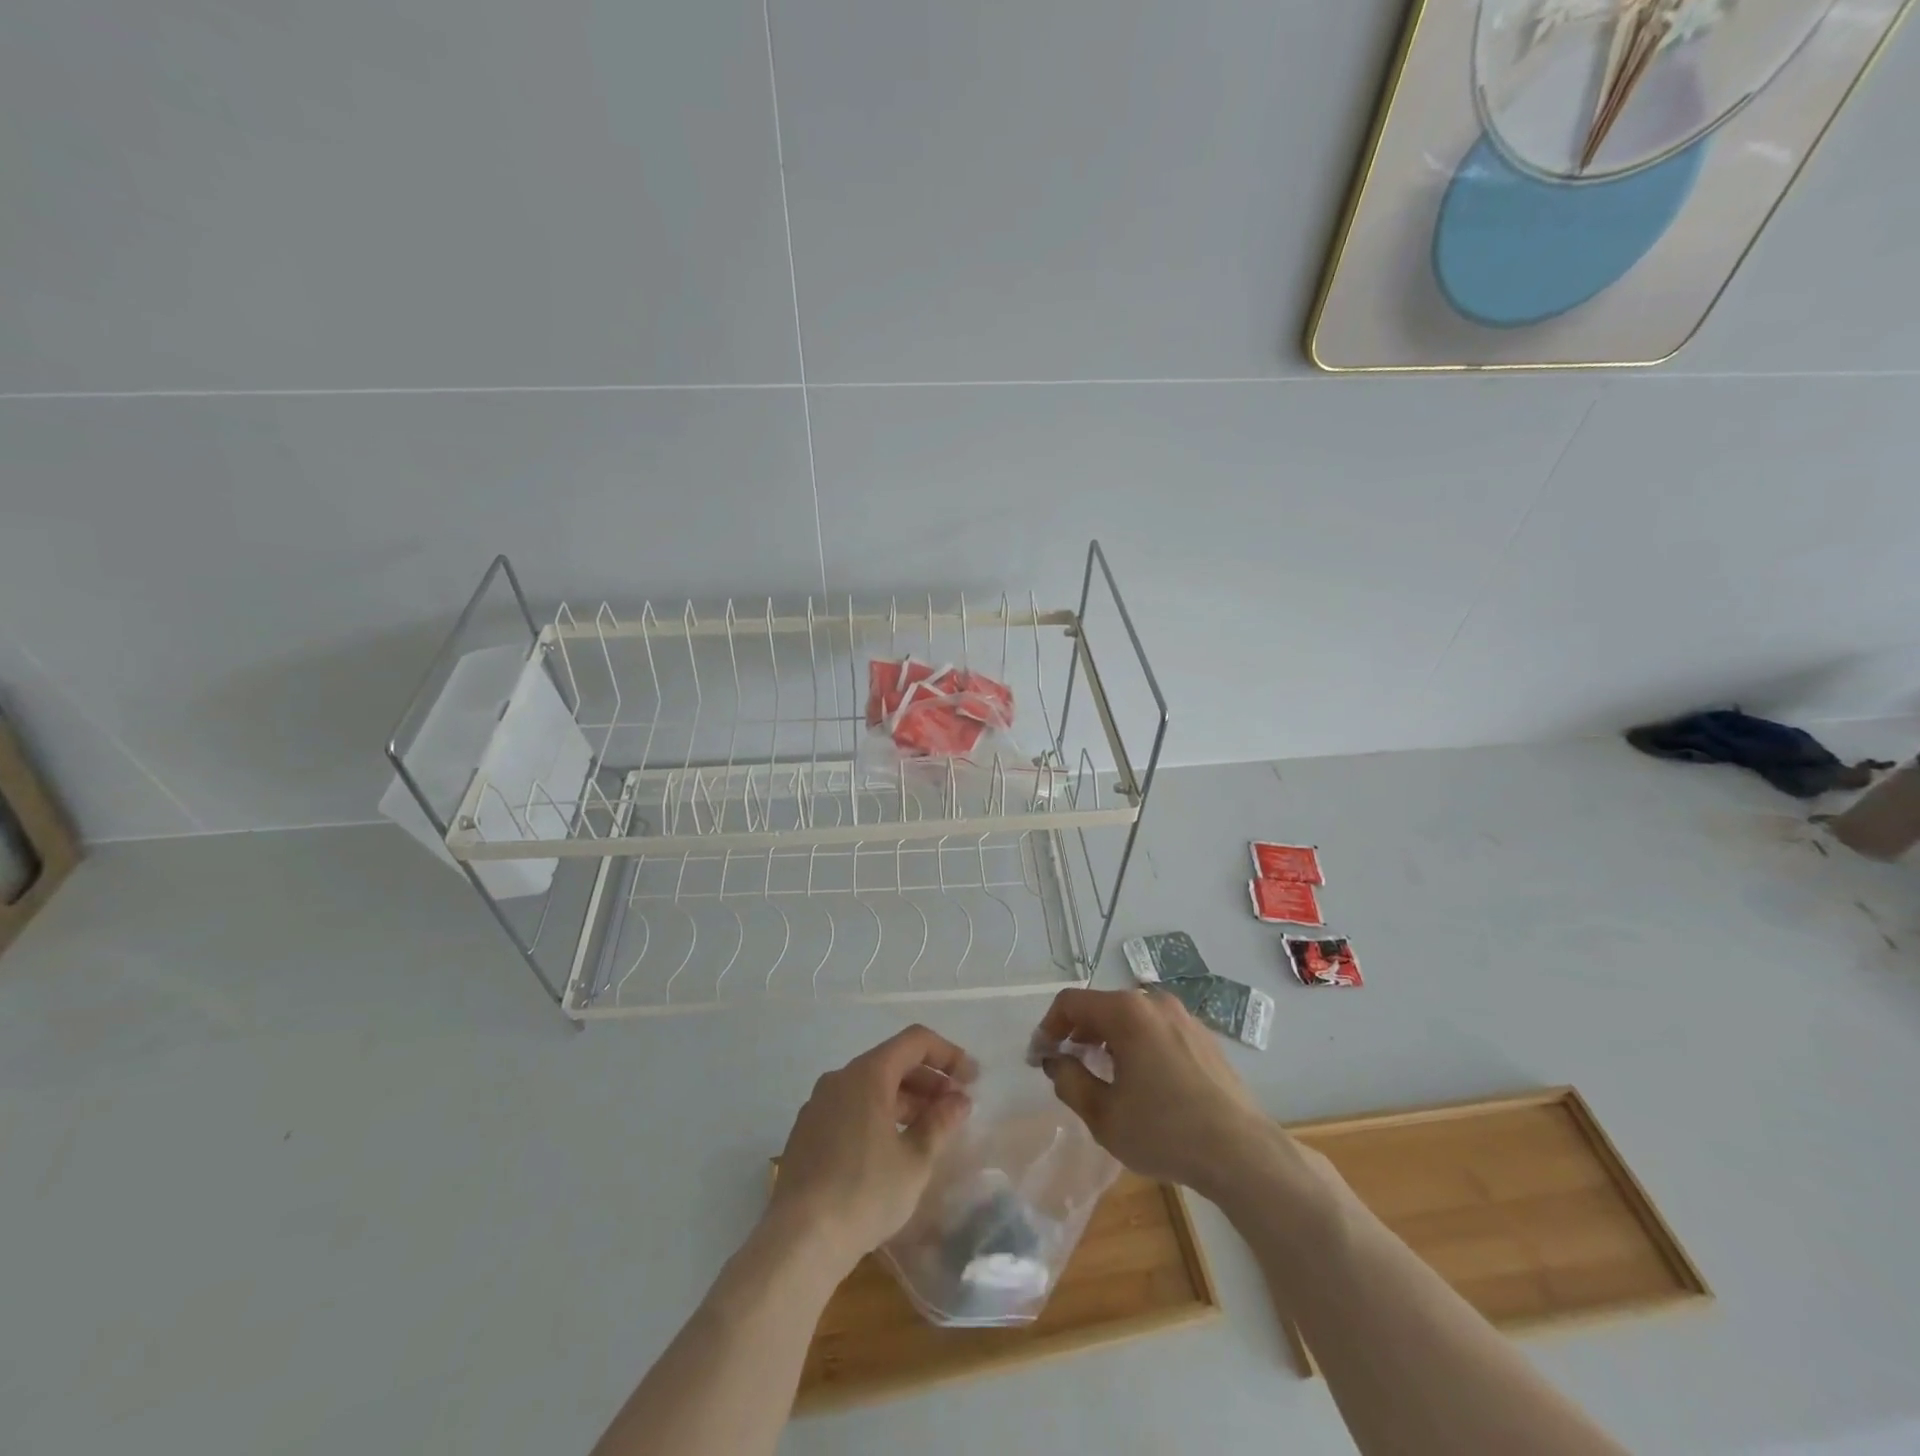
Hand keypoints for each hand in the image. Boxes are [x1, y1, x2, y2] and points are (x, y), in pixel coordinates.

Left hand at [768, 1025, 976, 1271]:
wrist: (799, 1240)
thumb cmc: (865, 1192)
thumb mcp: (915, 1160)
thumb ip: (940, 1122)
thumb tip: (959, 1100)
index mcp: (868, 1074)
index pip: (915, 1041)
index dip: (948, 1054)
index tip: (972, 1079)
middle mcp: (840, 1078)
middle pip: (892, 1062)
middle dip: (928, 1080)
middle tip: (955, 1108)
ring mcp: (818, 1104)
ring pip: (871, 1087)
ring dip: (905, 1100)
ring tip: (929, 1130)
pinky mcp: (807, 1132)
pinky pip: (851, 1107)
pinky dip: (879, 1115)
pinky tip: (892, 1148)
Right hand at [1036, 987, 1267, 1199]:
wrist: (1242, 1153)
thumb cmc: (1165, 1131)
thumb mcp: (1103, 1114)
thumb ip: (1069, 1081)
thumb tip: (1056, 1062)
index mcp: (1126, 1012)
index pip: (1071, 1003)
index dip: (1048, 1027)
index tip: (1040, 1058)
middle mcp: (1155, 1003)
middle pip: (1102, 1006)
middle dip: (1078, 1033)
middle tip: (1068, 1067)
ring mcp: (1184, 1017)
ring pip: (1132, 1018)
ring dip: (1108, 1039)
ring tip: (1102, 1075)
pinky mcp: (1205, 1037)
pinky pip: (1157, 1030)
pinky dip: (1138, 1045)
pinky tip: (1143, 1082)